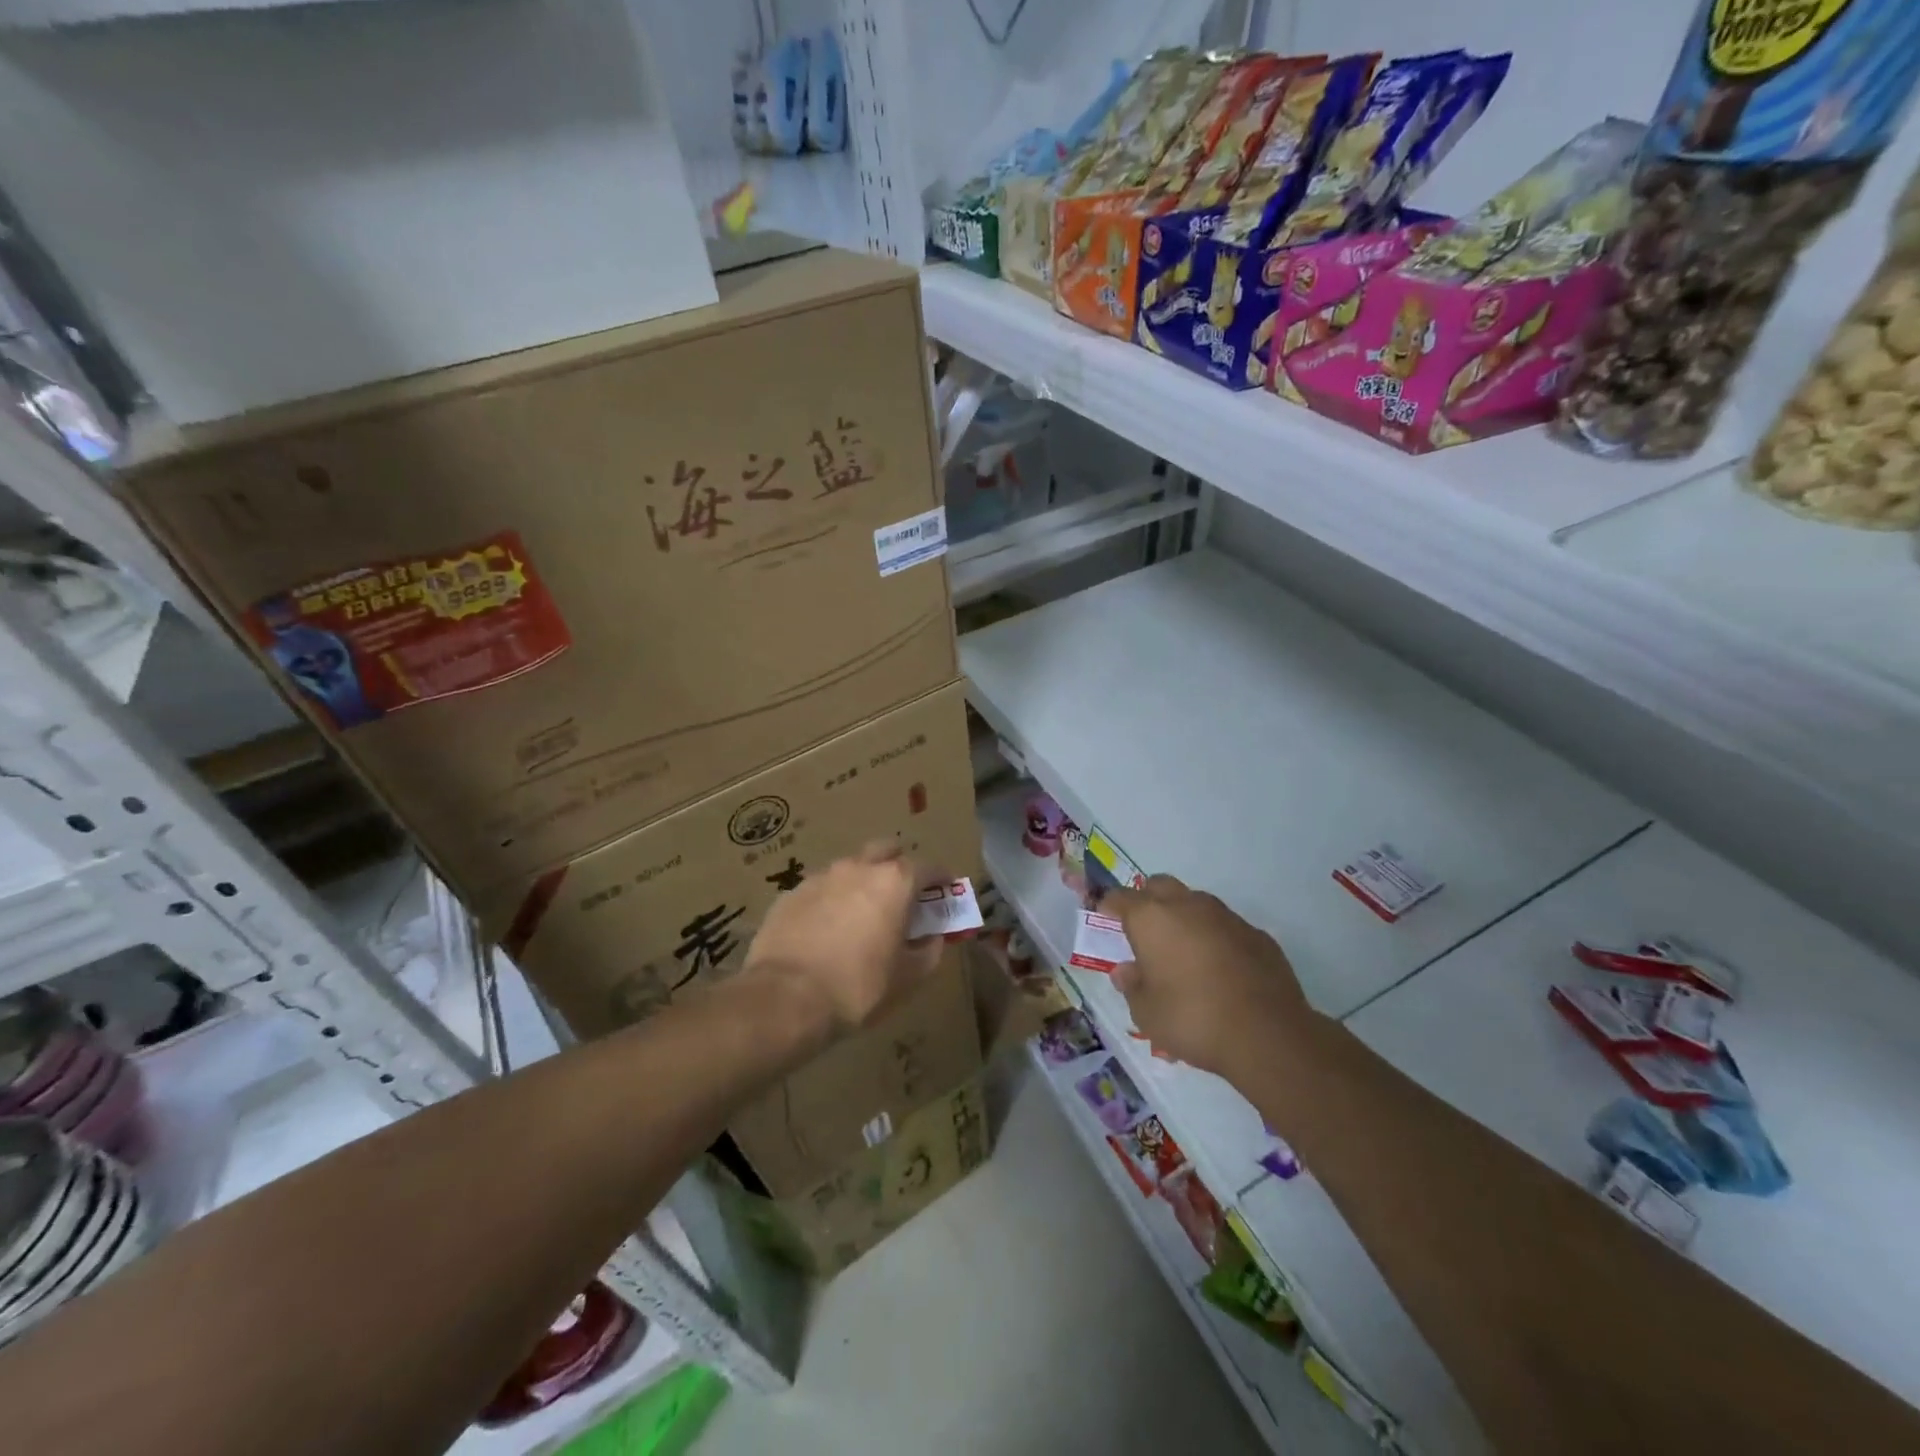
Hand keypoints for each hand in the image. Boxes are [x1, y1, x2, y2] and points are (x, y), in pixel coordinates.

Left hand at [742, 840, 944, 1038]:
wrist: (784, 999)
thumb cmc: (858, 987)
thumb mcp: (907, 979)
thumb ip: (928, 952)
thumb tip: (932, 938)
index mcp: (894, 882)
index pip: (929, 867)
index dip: (941, 880)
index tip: (945, 892)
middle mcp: (858, 868)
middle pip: (886, 851)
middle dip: (898, 866)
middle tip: (902, 894)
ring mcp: (820, 877)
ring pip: (850, 868)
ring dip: (861, 882)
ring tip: (861, 914)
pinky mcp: (790, 894)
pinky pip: (820, 890)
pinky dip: (831, 901)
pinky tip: (826, 929)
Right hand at [1102, 875, 1315, 1081]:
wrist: (1267, 1034)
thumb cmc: (1192, 1019)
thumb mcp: (1147, 1013)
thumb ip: (1132, 986)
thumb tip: (1126, 971)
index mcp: (1151, 918)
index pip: (1120, 898)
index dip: (1109, 906)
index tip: (1105, 919)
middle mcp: (1187, 906)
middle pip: (1159, 886)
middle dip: (1147, 901)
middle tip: (1143, 931)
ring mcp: (1225, 916)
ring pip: (1195, 902)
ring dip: (1183, 917)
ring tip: (1182, 951)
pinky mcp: (1257, 934)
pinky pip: (1225, 926)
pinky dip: (1215, 937)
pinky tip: (1219, 968)